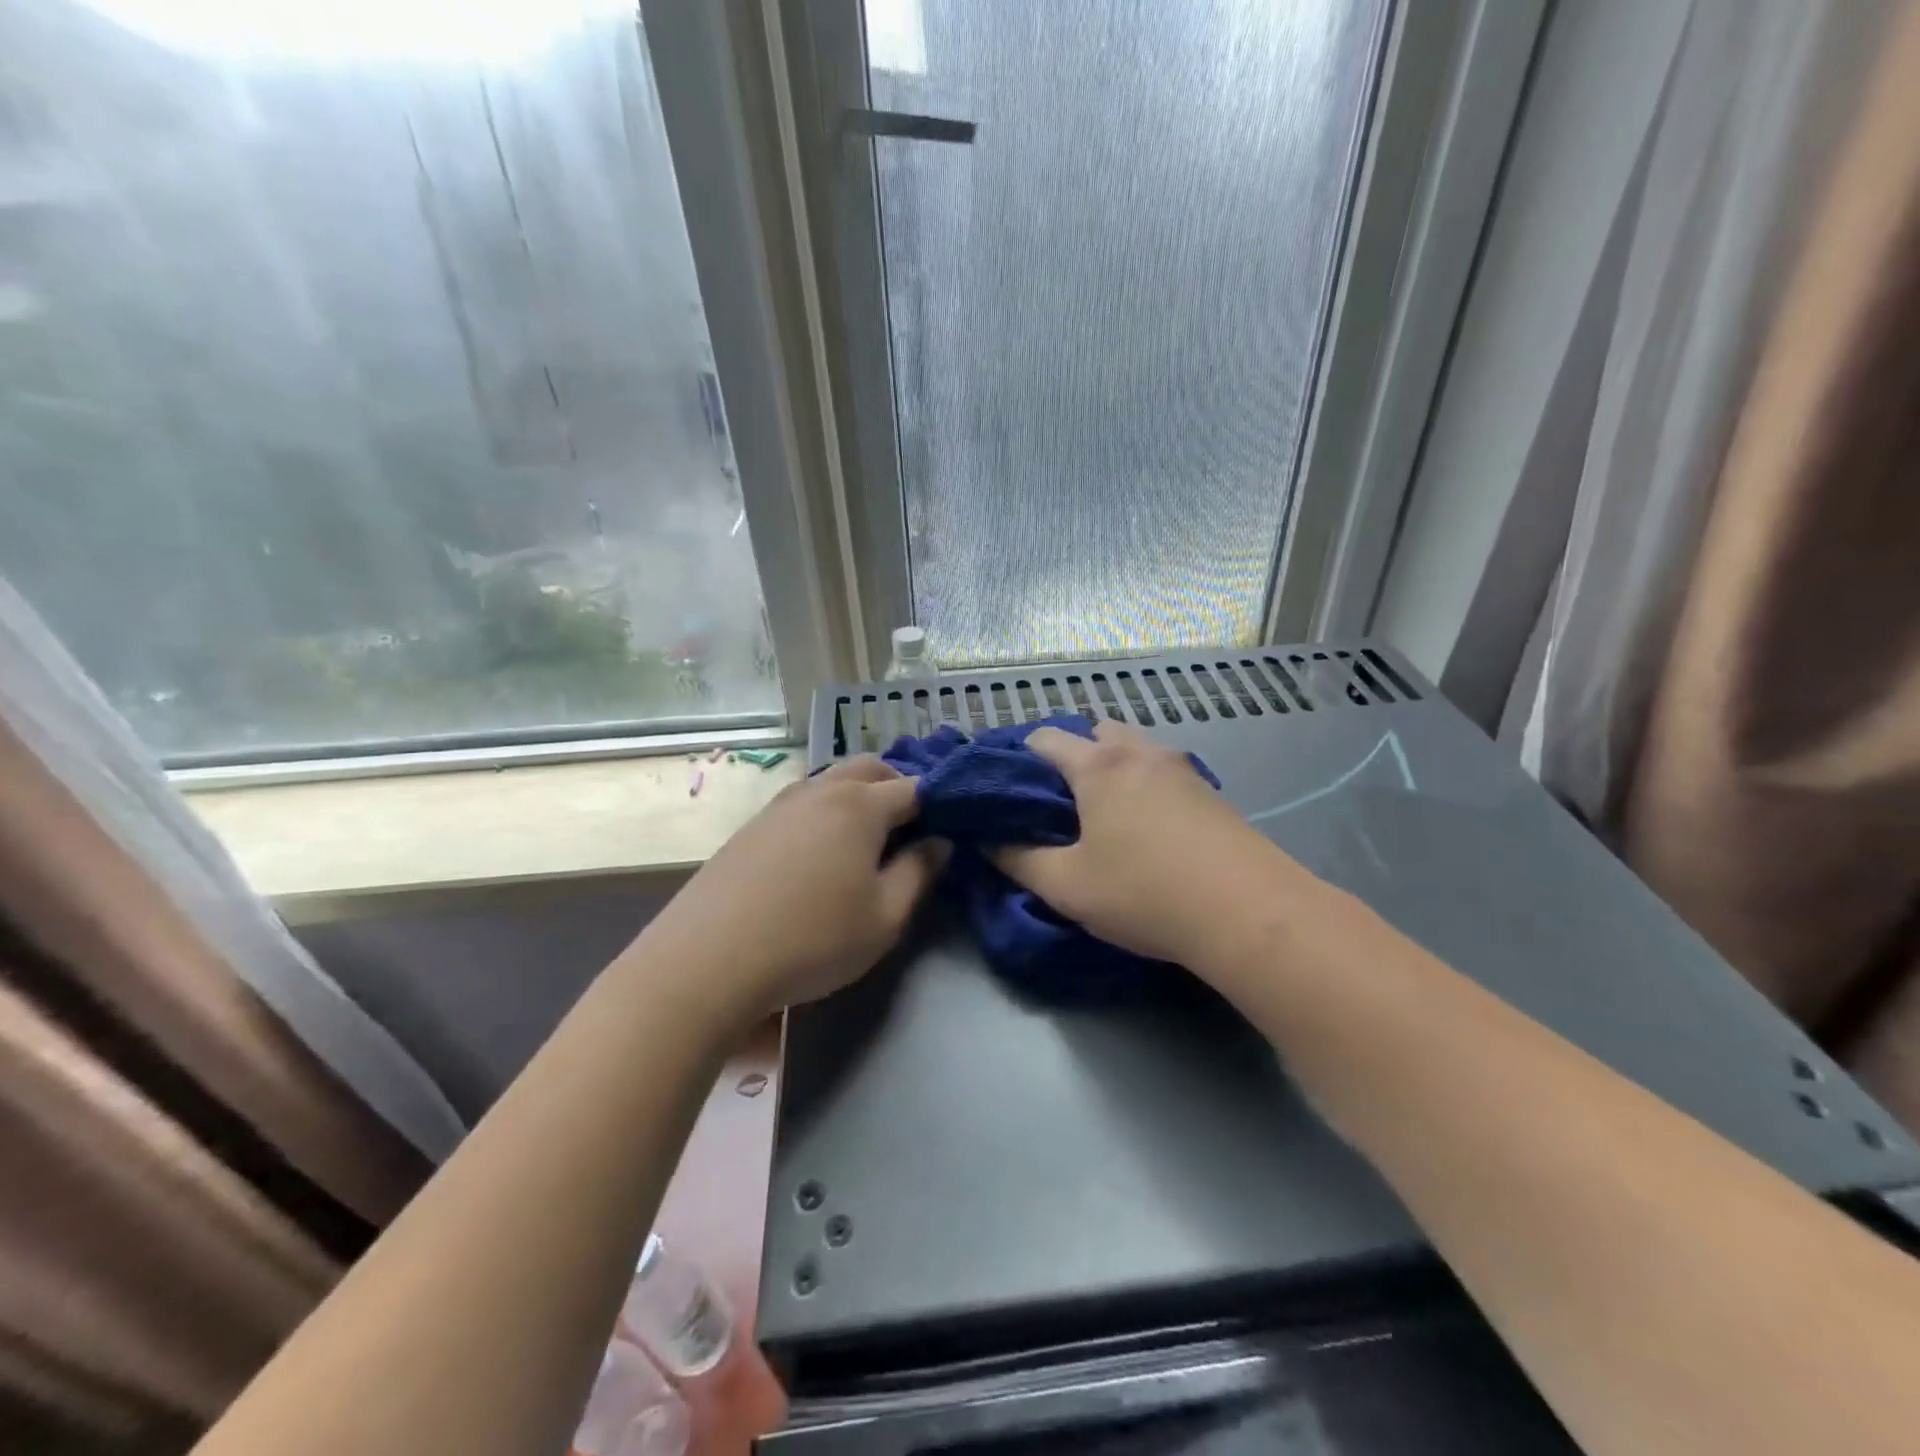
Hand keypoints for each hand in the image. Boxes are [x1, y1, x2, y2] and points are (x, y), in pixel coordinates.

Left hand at [645, 756, 946, 1022]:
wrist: (708, 959)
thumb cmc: (812, 939)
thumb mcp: (884, 917)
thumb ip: (919, 873)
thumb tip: (939, 842)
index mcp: (860, 805)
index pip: (914, 788)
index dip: (939, 804)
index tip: (952, 828)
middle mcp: (821, 790)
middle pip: (871, 769)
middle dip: (898, 788)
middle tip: (912, 829)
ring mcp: (781, 804)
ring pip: (832, 781)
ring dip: (859, 796)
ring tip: (868, 840)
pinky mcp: (753, 825)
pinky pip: (804, 801)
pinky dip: (826, 811)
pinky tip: (821, 852)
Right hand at [993, 719, 1294, 966]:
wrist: (1250, 913)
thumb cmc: (1145, 893)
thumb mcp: (1067, 886)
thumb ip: (1018, 860)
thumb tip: (989, 841)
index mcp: (1099, 765)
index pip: (1045, 738)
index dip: (1020, 757)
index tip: (1009, 790)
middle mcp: (1140, 752)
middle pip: (1095, 732)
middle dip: (1071, 756)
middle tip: (1059, 803)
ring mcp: (1182, 769)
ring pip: (1134, 750)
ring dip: (1112, 768)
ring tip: (1104, 816)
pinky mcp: (1211, 792)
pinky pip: (1163, 772)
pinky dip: (1144, 785)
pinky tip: (1148, 828)